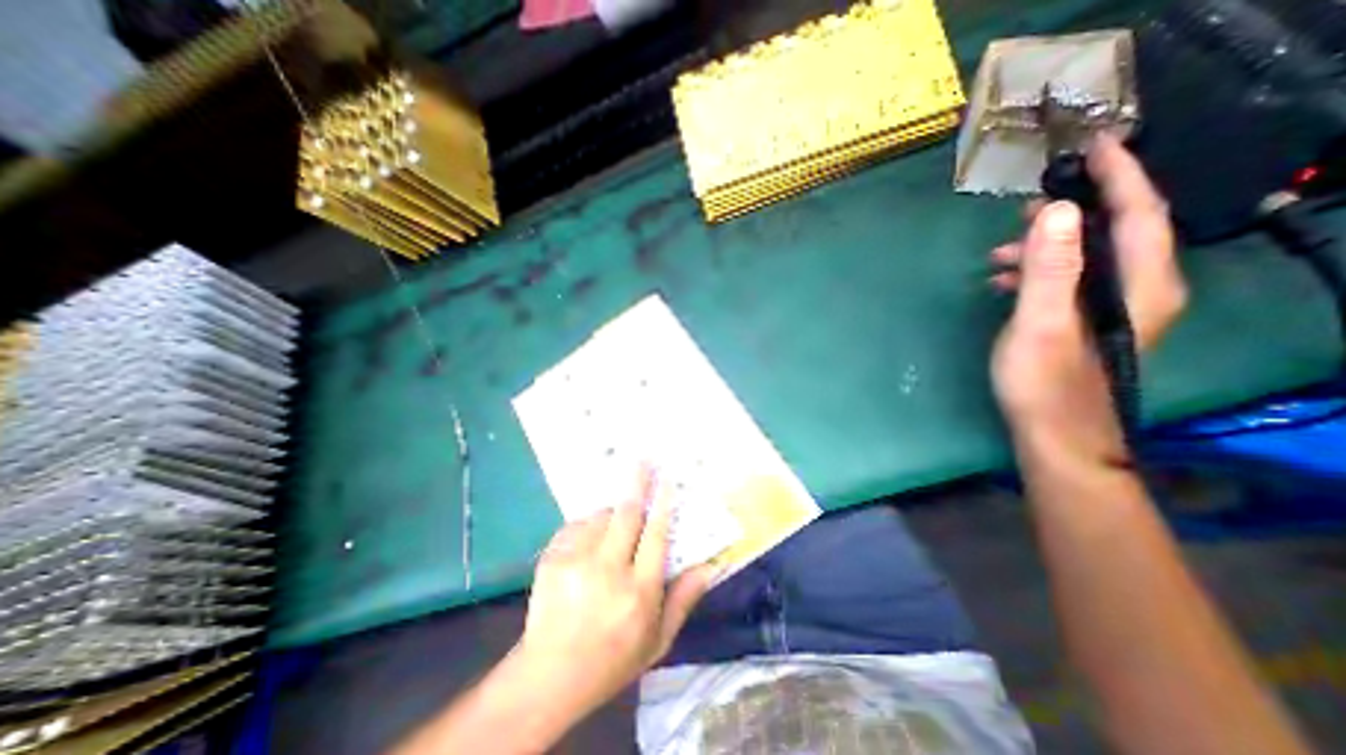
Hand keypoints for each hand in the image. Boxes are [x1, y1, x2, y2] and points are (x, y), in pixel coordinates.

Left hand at [512, 466, 715, 719]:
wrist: (549, 677)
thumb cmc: (612, 660)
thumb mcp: (657, 641)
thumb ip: (683, 600)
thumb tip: (709, 566)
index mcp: (638, 591)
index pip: (656, 536)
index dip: (663, 504)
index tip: (667, 480)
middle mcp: (608, 570)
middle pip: (626, 514)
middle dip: (637, 483)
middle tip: (644, 459)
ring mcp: (576, 562)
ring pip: (601, 517)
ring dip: (611, 513)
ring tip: (614, 526)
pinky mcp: (552, 559)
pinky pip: (577, 526)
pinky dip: (588, 526)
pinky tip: (590, 541)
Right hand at [986, 134, 1185, 463]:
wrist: (1055, 433)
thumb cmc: (1046, 382)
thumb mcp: (1041, 324)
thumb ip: (1050, 269)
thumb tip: (1053, 211)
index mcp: (1140, 285)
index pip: (1139, 213)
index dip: (1120, 175)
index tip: (1094, 145)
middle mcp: (1139, 289)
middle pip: (1114, 231)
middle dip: (1070, 212)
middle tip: (1025, 206)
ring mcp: (1112, 307)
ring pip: (1085, 257)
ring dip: (1044, 247)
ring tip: (999, 253)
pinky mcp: (1087, 321)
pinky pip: (1068, 279)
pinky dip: (1037, 272)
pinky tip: (1004, 281)